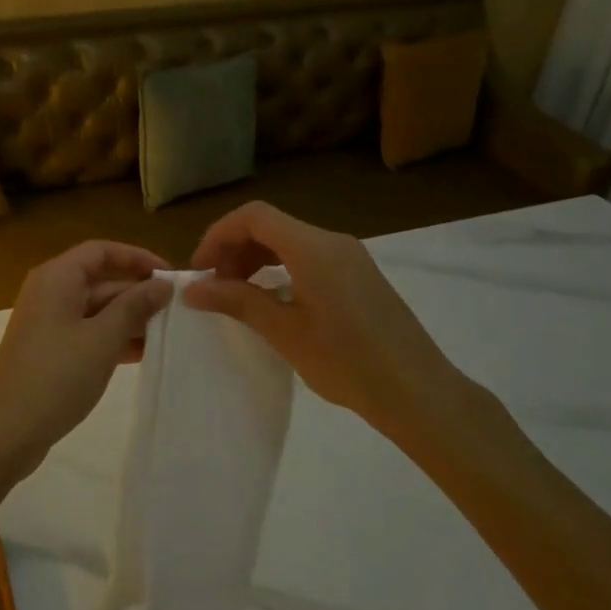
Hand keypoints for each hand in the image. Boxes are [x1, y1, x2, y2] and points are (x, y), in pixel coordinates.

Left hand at [0, 240, 172, 487]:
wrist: (5, 432)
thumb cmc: (56, 377)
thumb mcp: (102, 339)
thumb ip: (134, 308)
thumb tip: (162, 285)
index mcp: (57, 278)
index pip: (102, 251)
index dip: (137, 258)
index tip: (170, 277)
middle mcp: (50, 292)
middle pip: (100, 279)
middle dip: (137, 292)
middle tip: (177, 310)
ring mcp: (47, 323)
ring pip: (96, 309)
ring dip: (129, 318)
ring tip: (167, 333)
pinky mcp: (49, 350)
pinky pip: (87, 332)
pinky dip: (112, 339)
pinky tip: (142, 354)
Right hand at [183, 202, 519, 464]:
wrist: (418, 393)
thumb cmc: (347, 362)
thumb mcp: (284, 332)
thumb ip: (237, 301)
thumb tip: (192, 289)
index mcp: (313, 248)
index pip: (253, 217)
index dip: (218, 236)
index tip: (199, 270)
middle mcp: (332, 242)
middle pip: (271, 225)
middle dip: (235, 248)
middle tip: (214, 286)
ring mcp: (350, 257)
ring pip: (289, 240)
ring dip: (256, 258)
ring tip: (237, 294)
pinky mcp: (360, 276)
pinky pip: (309, 257)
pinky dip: (280, 268)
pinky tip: (272, 300)